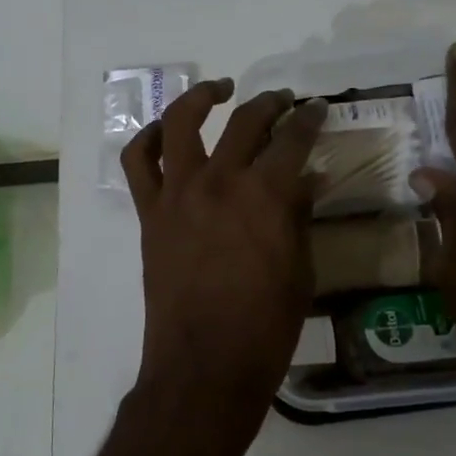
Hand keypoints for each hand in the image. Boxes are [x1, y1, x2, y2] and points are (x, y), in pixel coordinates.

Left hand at [122, 79, 327, 438]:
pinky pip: (139, 162)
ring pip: (182, 123)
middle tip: (284, 101)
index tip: (316, 108)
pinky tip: (167, 132)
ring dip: (202, 97)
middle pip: (245, 122)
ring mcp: (178, 194)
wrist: (204, 366)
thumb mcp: (300, 270)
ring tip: (220, 89)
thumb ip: (299, 216)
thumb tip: (305, 180)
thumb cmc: (265, 327)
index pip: (292, 139)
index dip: (309, 118)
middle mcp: (219, 181)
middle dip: (270, 103)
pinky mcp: (150, 213)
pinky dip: (150, 138)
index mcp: (264, 195)